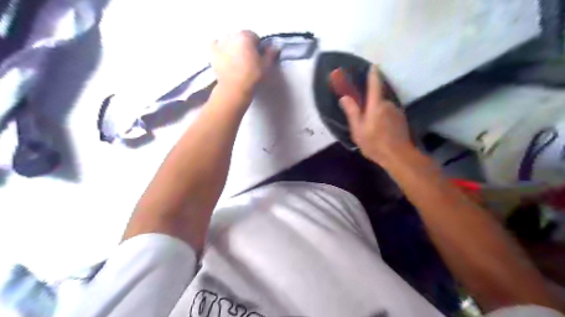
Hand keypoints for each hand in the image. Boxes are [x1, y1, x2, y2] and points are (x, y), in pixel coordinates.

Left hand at [211, 30, 277, 99]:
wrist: (234, 88)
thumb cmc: (252, 76)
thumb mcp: (267, 66)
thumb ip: (271, 53)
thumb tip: (274, 46)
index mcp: (246, 36)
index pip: (254, 37)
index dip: (257, 48)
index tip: (258, 58)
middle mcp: (232, 35)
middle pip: (241, 38)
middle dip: (244, 46)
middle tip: (247, 60)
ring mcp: (220, 43)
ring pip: (229, 41)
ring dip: (232, 47)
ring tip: (236, 61)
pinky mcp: (212, 52)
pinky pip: (216, 45)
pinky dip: (220, 48)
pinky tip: (224, 57)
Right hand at [337, 66, 413, 166]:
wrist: (398, 156)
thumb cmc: (374, 143)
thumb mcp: (358, 130)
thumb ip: (352, 112)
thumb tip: (344, 97)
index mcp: (376, 105)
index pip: (374, 85)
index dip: (373, 74)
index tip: (373, 66)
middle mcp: (388, 104)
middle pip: (377, 98)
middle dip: (370, 105)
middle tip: (363, 120)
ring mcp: (396, 111)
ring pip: (383, 107)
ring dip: (377, 113)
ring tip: (371, 129)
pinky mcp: (401, 119)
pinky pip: (389, 114)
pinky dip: (383, 118)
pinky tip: (381, 131)